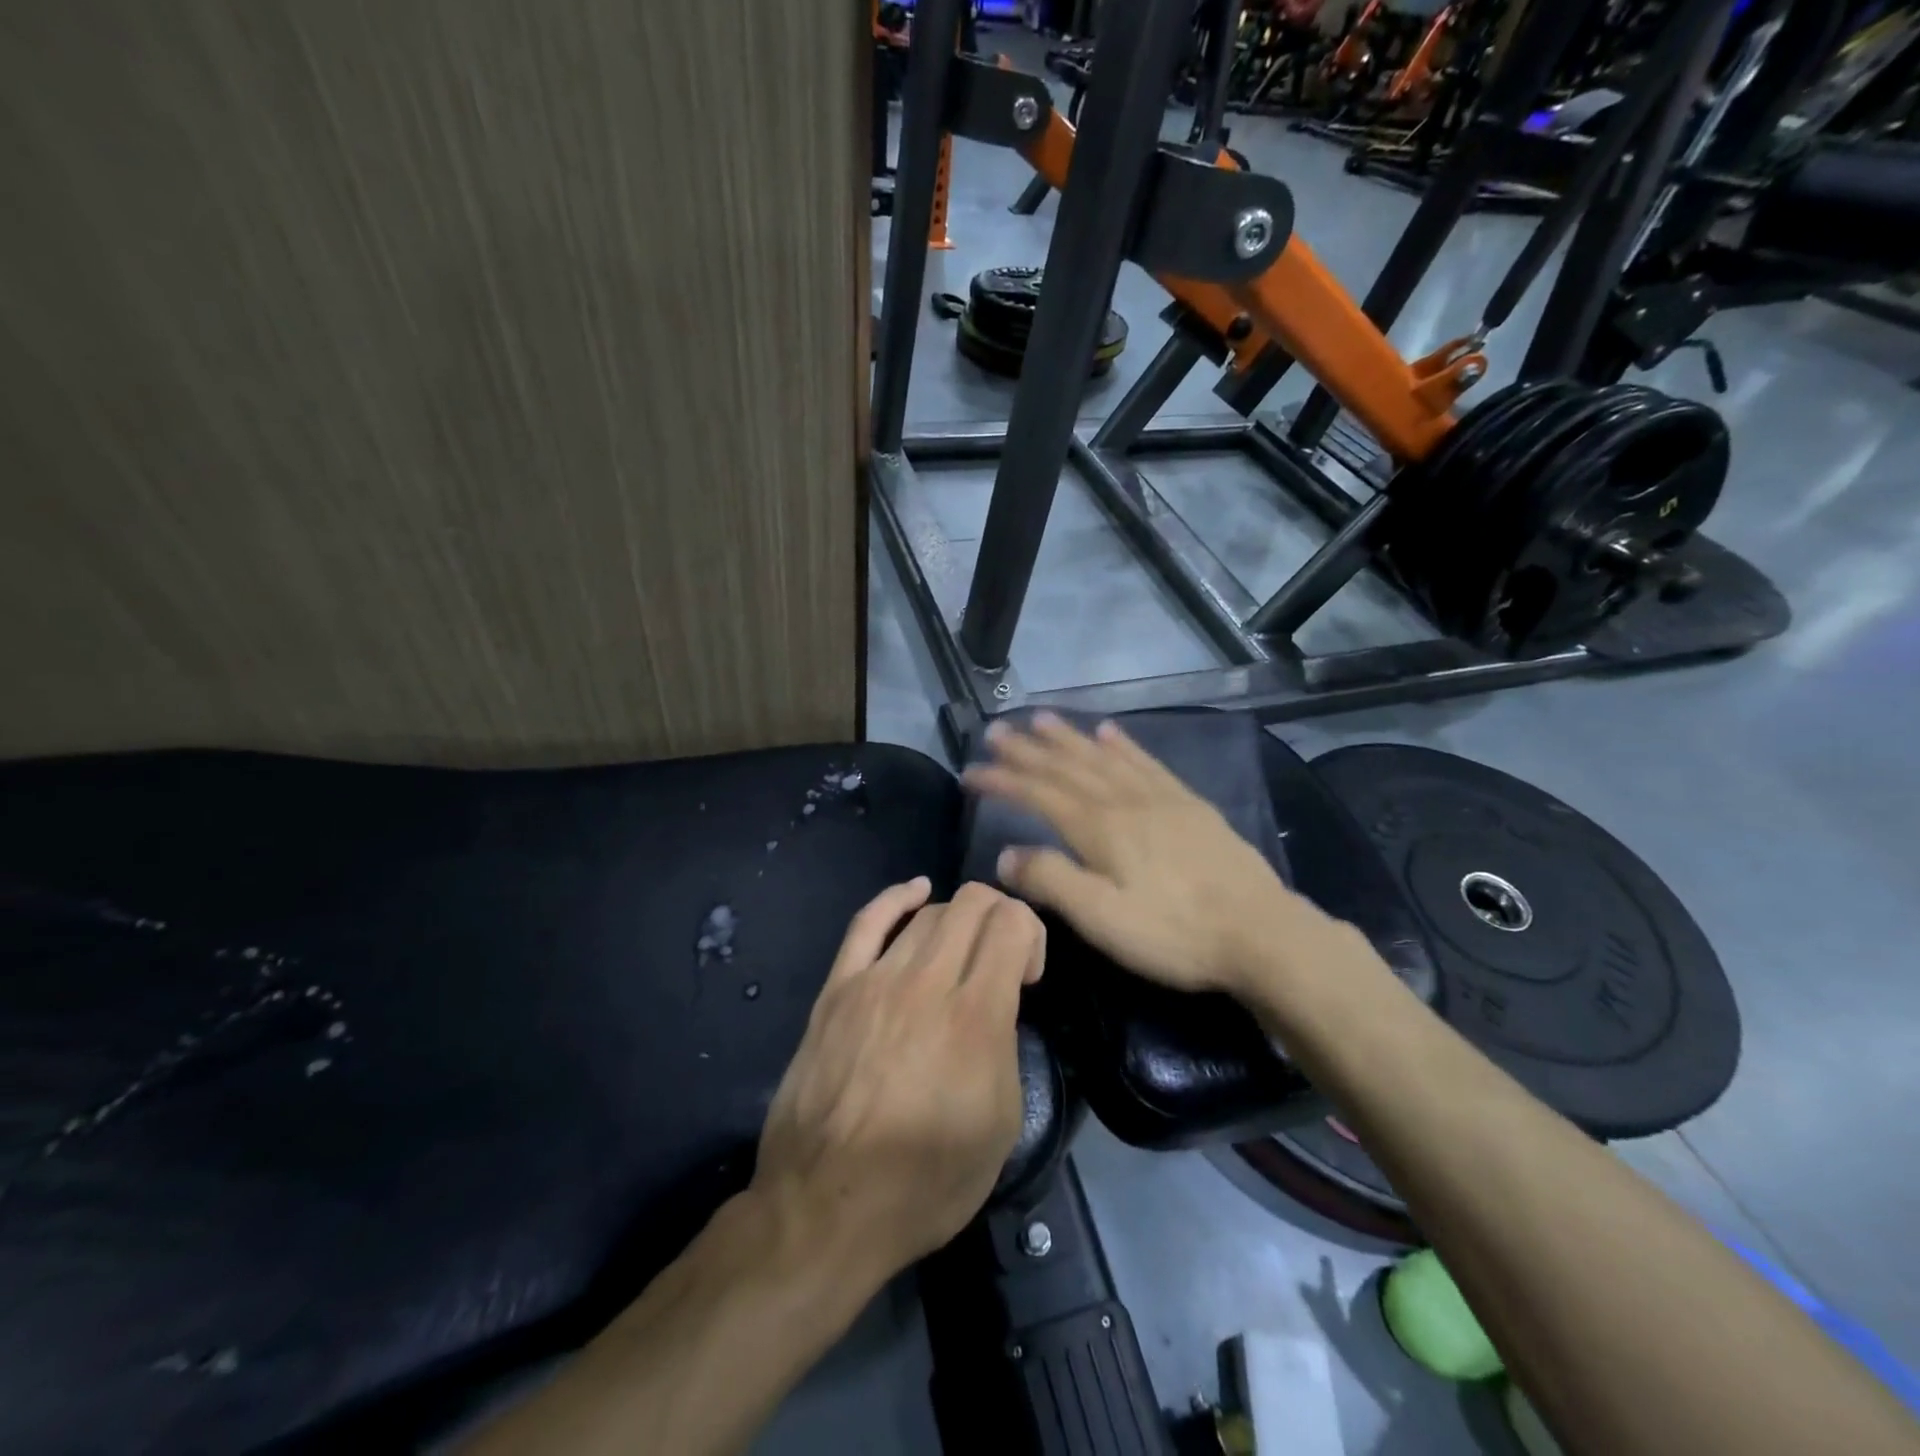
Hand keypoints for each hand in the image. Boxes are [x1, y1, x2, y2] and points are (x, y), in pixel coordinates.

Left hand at [750, 878, 1044, 1286]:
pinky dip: (897, 897)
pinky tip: (917, 891)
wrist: (826, 1207)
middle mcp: (927, 982)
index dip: (1033, 934)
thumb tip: (996, 1006)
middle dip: (1001, 915)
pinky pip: (868, 921)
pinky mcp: (837, 988)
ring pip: (928, 912)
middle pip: (973, 904)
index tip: (1027, 976)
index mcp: (976, 1018)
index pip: (1013, 924)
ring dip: (958, 919)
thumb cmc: (924, 1181)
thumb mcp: (1001, 1126)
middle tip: (1002, 958)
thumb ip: (1006, 1046)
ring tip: (961, 953)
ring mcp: (876, 979)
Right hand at [962, 712, 1328, 996]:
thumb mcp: (1102, 919)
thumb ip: (1051, 881)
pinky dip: (1123, 744)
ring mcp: (1160, 797)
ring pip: (1103, 757)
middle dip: (1027, 748)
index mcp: (1098, 828)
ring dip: (1069, 737)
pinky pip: (1146, 762)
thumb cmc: (1173, 933)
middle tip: (997, 730)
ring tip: (1041, 718)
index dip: (1002, 780)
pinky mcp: (1189, 804)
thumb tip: (1005, 854)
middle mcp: (1124, 800)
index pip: (1038, 794)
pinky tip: (1110, 732)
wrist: (1260, 933)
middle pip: (1066, 767)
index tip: (970, 771)